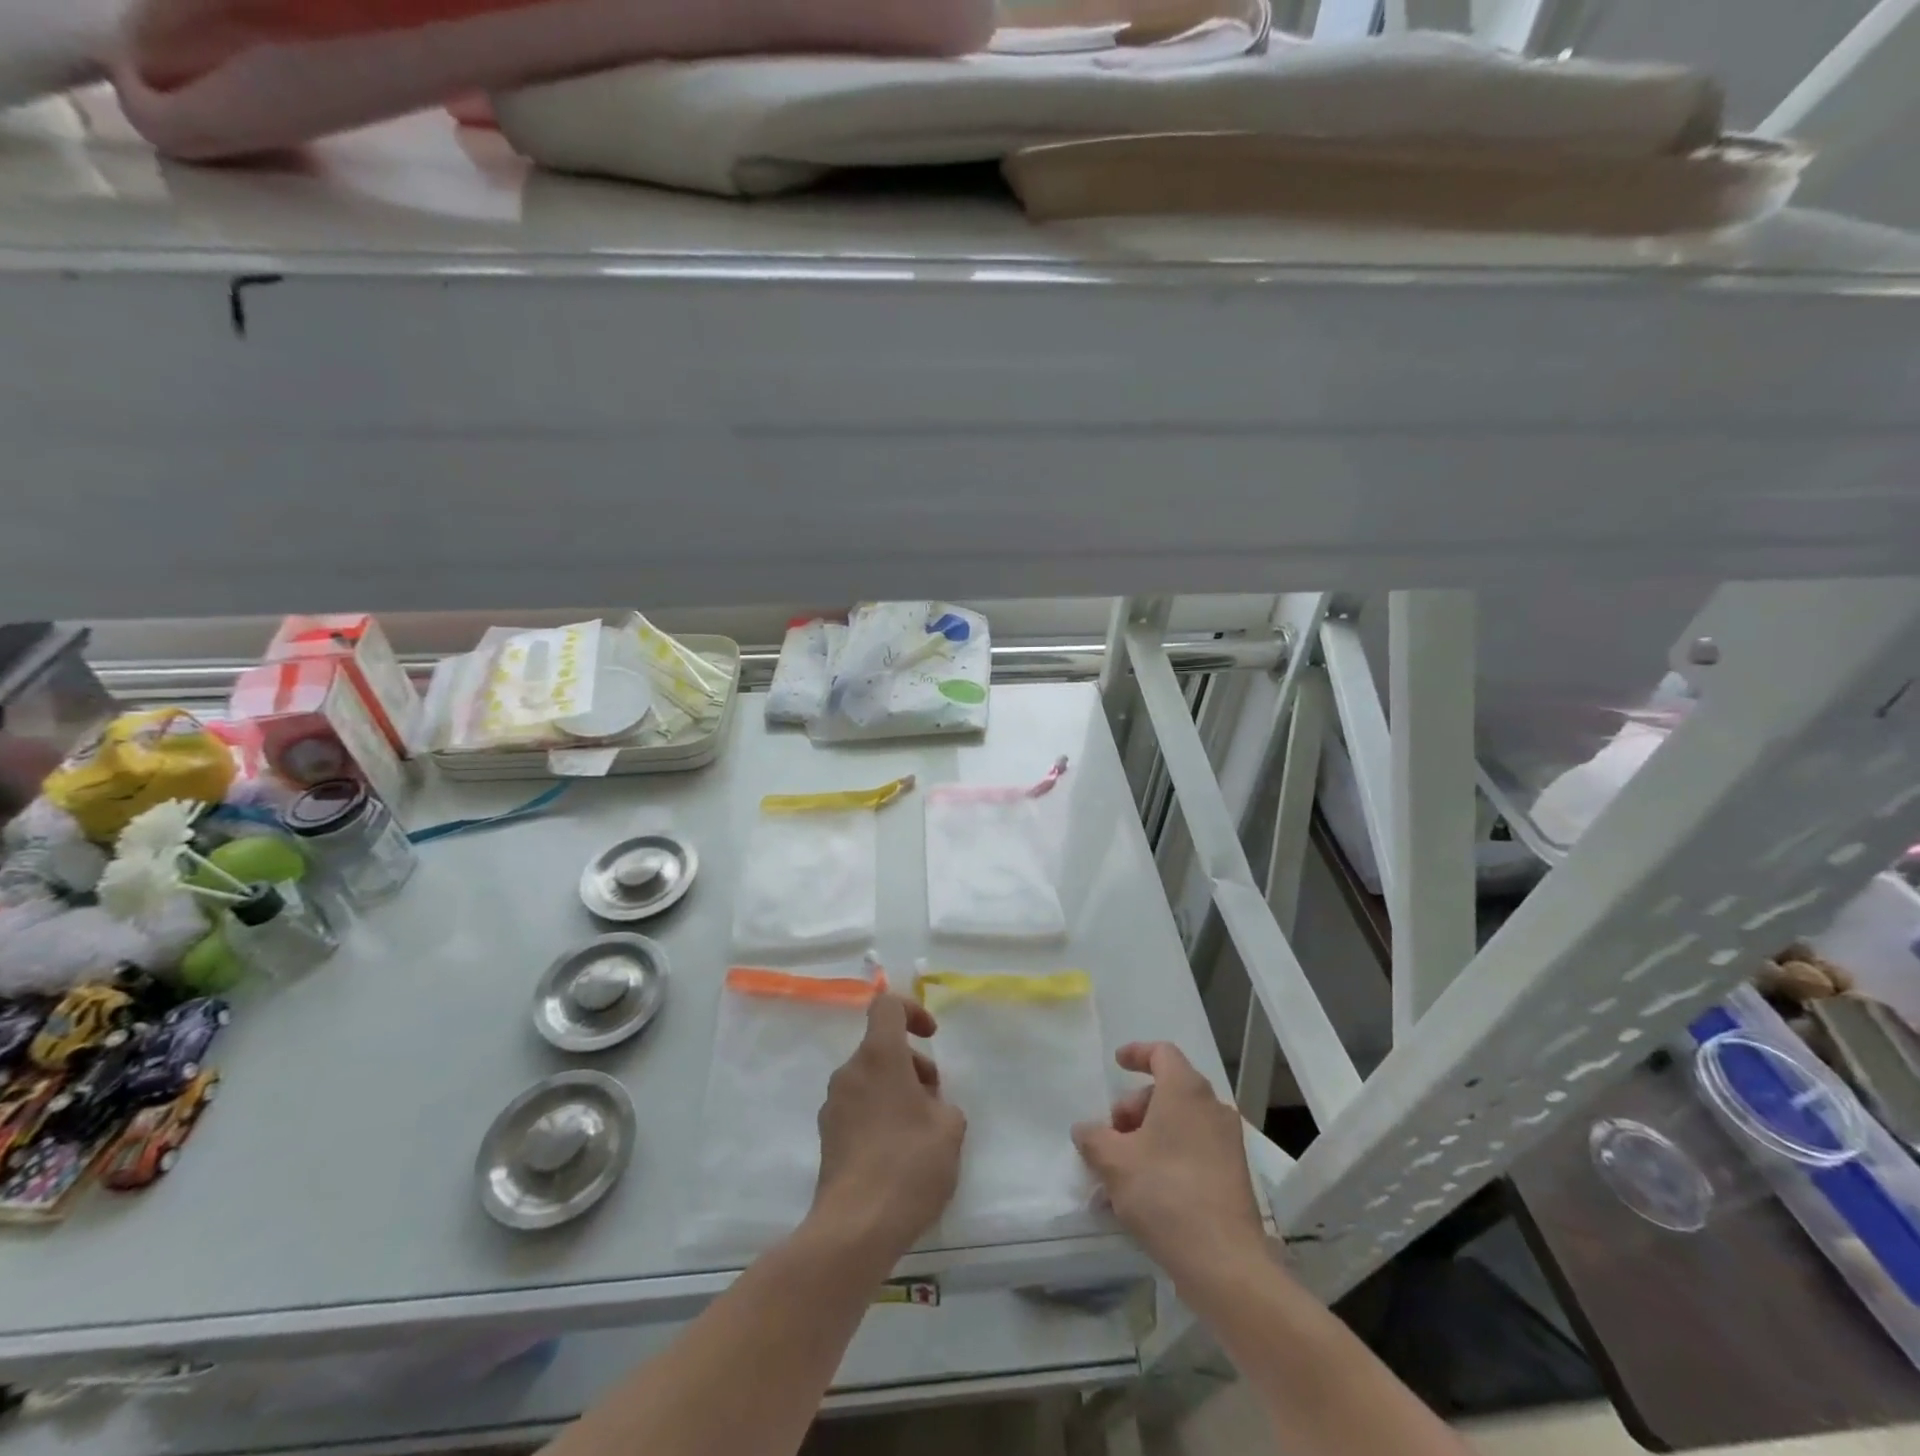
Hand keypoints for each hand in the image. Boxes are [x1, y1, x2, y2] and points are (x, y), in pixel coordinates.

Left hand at [810, 993, 965, 1260]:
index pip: (887, 1005)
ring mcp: (833, 1104)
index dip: (912, 1010)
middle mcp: (850, 1071)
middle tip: (934, 1101)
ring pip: (869, 1079)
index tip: (931, 1037)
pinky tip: (897, 1156)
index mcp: (879, 1056)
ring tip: (920, 1134)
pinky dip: (878, 1115)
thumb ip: (944, 1105)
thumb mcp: (950, 1129)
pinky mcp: (827, 1137)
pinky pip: (857, 1108)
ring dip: (896, 1091)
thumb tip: (929, 1107)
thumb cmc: (908, 1165)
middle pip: (881, 1047)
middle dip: (912, 1065)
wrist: (855, 1227)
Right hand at [1073, 1042, 1265, 1279]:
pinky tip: (1142, 1194)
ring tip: (1119, 1173)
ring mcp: (1227, 1143)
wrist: (1225, 1263)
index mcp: (1186, 1091)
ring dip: (1147, 1138)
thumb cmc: (1165, 1194)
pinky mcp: (1233, 1176)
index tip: (1116, 1064)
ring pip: (1179, 1124)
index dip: (1137, 1053)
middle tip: (1111, 1138)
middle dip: (1134, 1109)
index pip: (1162, 1053)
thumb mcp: (1114, 1162)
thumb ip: (1094, 1138)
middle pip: (1167, 1091)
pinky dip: (1167, 1158)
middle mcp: (1212, 1108)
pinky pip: (1193, 1151)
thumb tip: (1085, 1130)